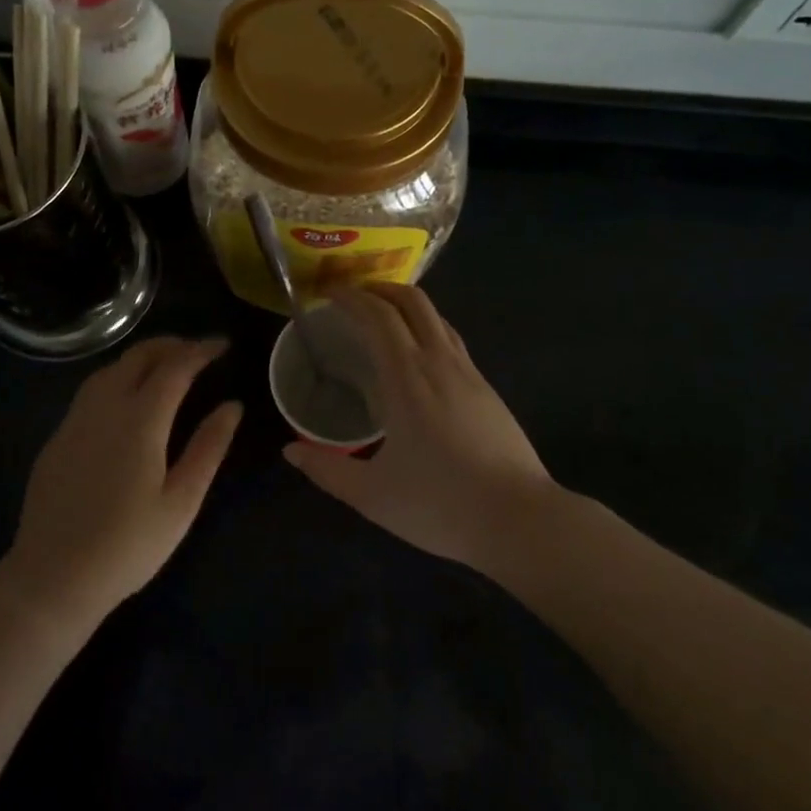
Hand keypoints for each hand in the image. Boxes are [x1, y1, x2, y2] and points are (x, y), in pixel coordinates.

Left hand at [5, 337, 240, 625]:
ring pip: (111, 368)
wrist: (52, 578)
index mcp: (140, 420)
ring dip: (142, 357)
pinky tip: (127, 397)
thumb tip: (233, 406)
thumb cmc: (128, 546)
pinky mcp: (58, 437)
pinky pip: (92, 390)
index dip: (201, 350)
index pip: (175, 366)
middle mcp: (105, 407)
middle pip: (139, 356)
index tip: (223, 345)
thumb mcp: (181, 502)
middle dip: (172, 344)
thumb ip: (208, 447)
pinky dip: (118, 377)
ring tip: (166, 366)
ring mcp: (76, 420)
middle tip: (198, 350)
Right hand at [284, 285, 553, 569]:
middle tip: (354, 298)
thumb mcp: (372, 495)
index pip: (378, 316)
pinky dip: (428, 329)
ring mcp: (470, 373)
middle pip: (413, 301)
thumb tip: (290, 451)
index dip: (351, 297)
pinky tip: (419, 359)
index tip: (328, 293)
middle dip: (380, 289)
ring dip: (407, 306)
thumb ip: (327, 470)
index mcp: (407, 377)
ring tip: (383, 320)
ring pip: (437, 317)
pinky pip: (452, 341)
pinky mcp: (488, 390)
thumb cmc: (440, 504)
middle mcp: (439, 362)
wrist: (520, 521)